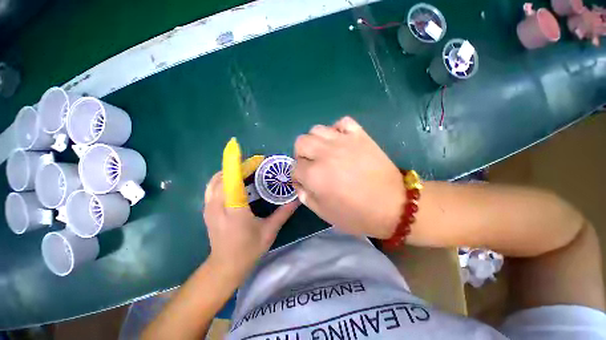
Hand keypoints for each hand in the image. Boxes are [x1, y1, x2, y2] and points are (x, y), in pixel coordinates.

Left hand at [203, 172, 298, 278]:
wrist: (225, 266)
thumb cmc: (248, 249)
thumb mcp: (269, 231)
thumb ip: (283, 213)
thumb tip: (297, 199)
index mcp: (234, 210)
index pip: (233, 181)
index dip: (240, 165)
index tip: (254, 158)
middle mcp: (218, 206)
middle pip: (223, 176)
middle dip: (239, 167)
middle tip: (255, 165)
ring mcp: (209, 207)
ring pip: (215, 180)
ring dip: (229, 172)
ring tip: (245, 171)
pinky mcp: (207, 210)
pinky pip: (212, 187)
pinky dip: (222, 179)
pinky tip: (234, 182)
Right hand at [293, 117, 403, 238]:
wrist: (394, 205)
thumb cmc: (357, 214)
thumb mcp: (324, 213)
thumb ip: (306, 197)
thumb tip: (299, 185)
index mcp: (314, 175)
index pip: (295, 168)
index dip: (298, 176)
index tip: (305, 182)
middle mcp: (324, 154)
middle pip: (301, 142)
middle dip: (301, 155)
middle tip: (311, 165)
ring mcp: (343, 141)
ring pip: (317, 129)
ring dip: (315, 141)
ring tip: (324, 152)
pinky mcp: (359, 135)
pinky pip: (342, 122)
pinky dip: (337, 129)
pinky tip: (340, 141)